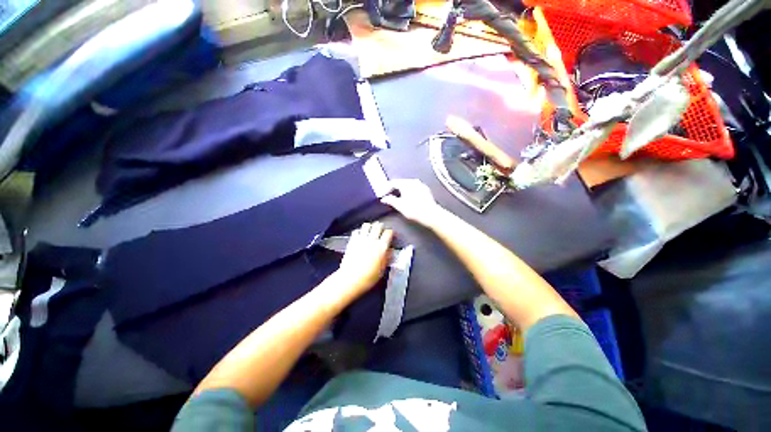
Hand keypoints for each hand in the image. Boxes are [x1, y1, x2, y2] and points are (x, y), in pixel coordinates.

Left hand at [335, 222, 393, 296]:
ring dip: (370, 226)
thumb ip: (387, 258)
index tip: (391, 235)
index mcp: (382, 247)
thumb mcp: (382, 269)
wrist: (351, 279)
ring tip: (371, 230)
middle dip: (381, 226)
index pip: (388, 232)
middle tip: (381, 230)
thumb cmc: (368, 277)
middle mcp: (372, 240)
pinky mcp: (352, 241)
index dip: (391, 232)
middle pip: (378, 226)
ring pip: (367, 225)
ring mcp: (361, 239)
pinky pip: (356, 231)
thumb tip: (390, 252)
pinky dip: (359, 231)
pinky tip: (360, 235)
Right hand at [381, 179, 442, 226]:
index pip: (393, 182)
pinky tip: (408, 198)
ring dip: (402, 190)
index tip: (383, 194)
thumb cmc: (414, 210)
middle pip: (401, 183)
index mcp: (406, 183)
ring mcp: (421, 185)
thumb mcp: (400, 206)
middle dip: (394, 189)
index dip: (386, 188)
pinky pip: (415, 188)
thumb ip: (391, 200)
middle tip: (389, 195)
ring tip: (398, 197)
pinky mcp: (426, 190)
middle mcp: (414, 181)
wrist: (431, 215)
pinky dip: (409, 192)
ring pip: (408, 185)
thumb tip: (384, 198)